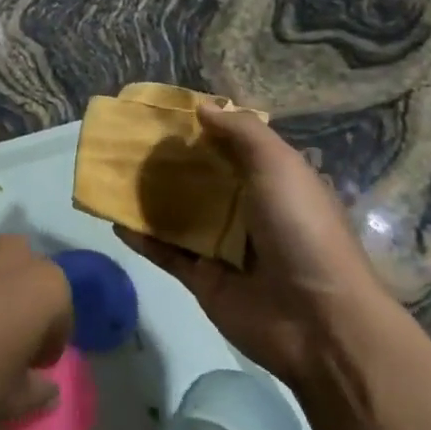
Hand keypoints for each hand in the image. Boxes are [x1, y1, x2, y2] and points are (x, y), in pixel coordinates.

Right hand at [119, 103, 388, 388]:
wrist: (318, 322)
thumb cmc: (302, 230)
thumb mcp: (279, 166)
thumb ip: (242, 132)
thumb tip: (202, 107)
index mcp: (274, 183)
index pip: (233, 148)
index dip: (202, 129)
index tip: (164, 113)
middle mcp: (249, 211)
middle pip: (202, 179)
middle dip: (169, 161)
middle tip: (128, 140)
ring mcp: (224, 247)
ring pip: (179, 214)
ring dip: (149, 197)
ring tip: (112, 173)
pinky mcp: (203, 278)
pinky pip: (165, 253)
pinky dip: (141, 237)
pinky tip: (113, 218)